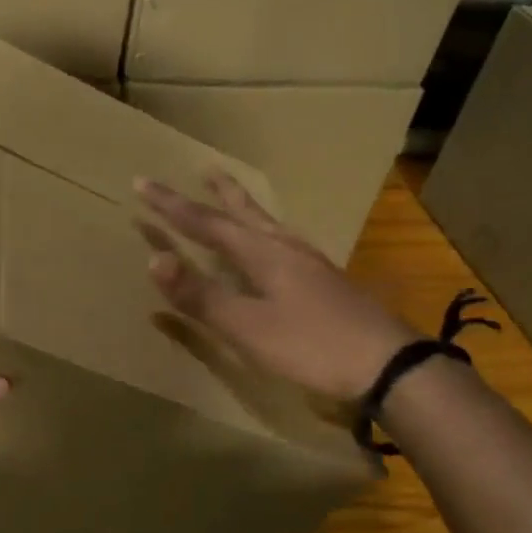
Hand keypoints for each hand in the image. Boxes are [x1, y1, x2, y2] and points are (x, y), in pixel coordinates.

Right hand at [137, 172, 420, 401]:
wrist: (389, 364)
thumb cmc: (312, 346)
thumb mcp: (248, 326)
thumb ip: (201, 295)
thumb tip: (152, 260)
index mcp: (261, 253)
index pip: (205, 222)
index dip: (171, 205)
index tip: (142, 183)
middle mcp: (284, 247)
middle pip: (241, 212)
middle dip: (213, 194)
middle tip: (201, 168)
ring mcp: (308, 262)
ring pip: (266, 222)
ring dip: (242, 205)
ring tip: (230, 192)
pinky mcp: (324, 279)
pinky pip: (282, 239)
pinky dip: (263, 228)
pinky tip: (273, 242)